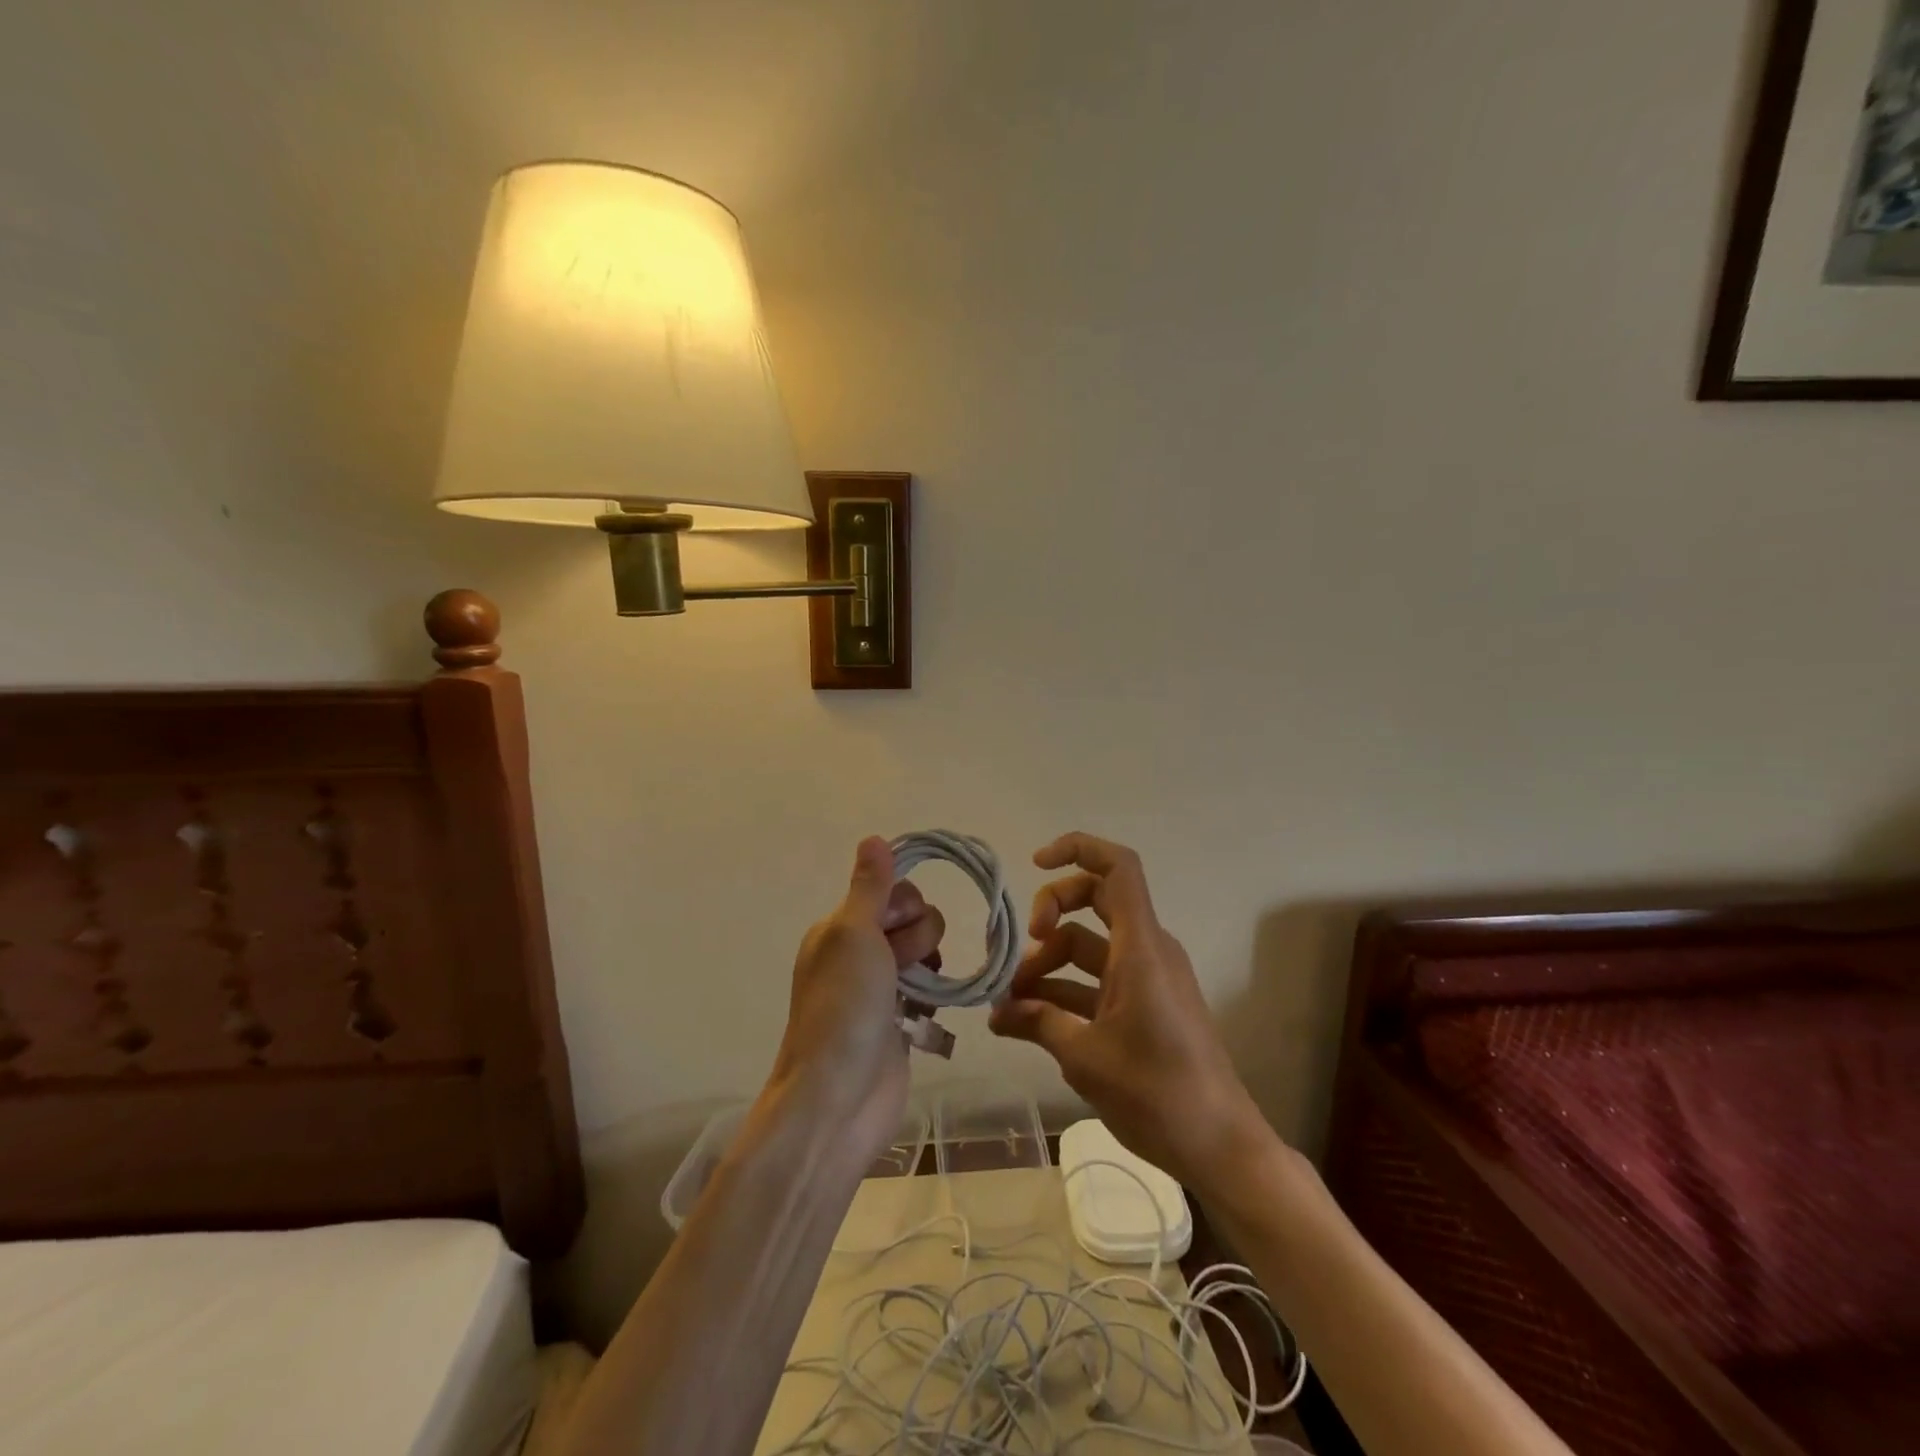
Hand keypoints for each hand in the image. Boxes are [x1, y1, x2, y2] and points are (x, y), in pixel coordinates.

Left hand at [765, 837, 944, 1169]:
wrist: (839, 1098)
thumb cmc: (844, 1007)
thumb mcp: (853, 934)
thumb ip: (869, 886)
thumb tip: (873, 837)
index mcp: (839, 927)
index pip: (891, 890)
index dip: (904, 905)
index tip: (894, 930)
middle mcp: (857, 951)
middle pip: (912, 918)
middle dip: (918, 937)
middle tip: (899, 967)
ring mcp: (879, 987)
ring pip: (924, 951)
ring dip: (927, 964)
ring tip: (914, 993)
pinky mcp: (899, 1020)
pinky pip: (928, 986)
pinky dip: (931, 993)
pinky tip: (923, 1012)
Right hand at [988, 832, 1267, 1195]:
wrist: (1221, 1146)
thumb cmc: (1157, 1093)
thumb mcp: (1085, 1057)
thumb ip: (1037, 1022)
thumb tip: (995, 1011)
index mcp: (1141, 948)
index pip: (1117, 867)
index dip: (1076, 849)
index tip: (1034, 865)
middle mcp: (1147, 950)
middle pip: (1095, 900)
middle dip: (1050, 915)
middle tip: (1019, 952)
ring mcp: (1147, 978)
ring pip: (1089, 946)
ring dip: (1048, 966)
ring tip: (1008, 1005)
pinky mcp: (1146, 1005)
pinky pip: (1098, 981)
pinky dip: (1064, 992)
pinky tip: (1028, 1023)